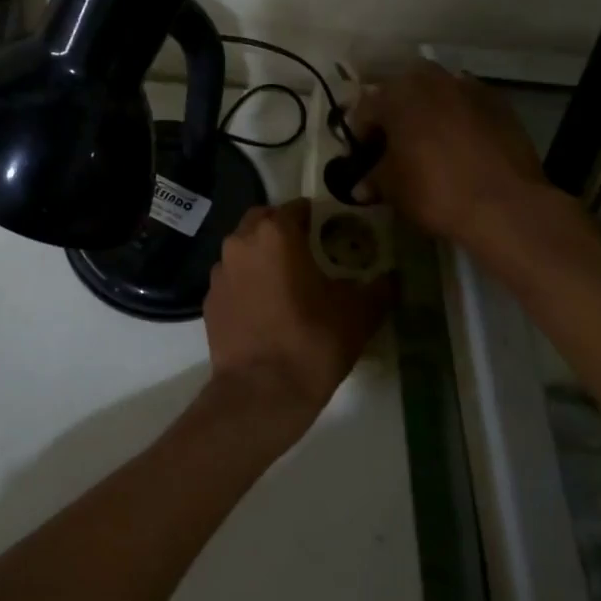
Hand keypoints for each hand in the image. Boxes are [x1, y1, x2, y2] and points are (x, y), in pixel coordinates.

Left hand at [203, 200, 392, 434]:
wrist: (261, 392)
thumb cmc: (312, 342)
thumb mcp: (359, 313)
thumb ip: (378, 287)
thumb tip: (392, 277)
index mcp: (275, 233)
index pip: (296, 208)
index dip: (315, 217)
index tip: (331, 231)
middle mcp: (241, 242)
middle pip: (263, 221)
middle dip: (283, 229)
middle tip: (308, 251)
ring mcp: (219, 271)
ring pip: (243, 249)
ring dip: (262, 255)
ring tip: (287, 281)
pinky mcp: (209, 299)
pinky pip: (232, 279)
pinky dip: (247, 283)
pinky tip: (265, 308)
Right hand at [350, 61, 548, 243]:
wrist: (506, 206)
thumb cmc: (434, 190)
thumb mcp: (392, 188)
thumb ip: (372, 178)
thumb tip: (360, 186)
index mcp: (396, 95)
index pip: (365, 110)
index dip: (359, 136)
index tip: (360, 159)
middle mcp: (431, 81)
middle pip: (402, 93)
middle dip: (395, 114)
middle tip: (393, 145)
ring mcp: (469, 88)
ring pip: (437, 94)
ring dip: (428, 112)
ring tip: (428, 143)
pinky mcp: (500, 104)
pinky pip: (468, 106)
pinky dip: (459, 119)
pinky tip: (461, 146)